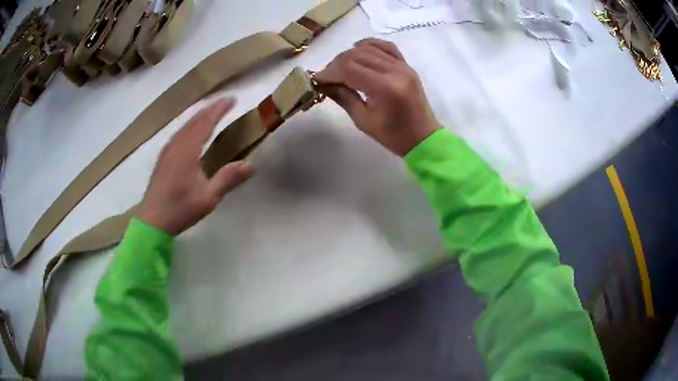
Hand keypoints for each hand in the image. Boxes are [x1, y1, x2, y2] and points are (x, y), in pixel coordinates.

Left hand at [138, 98, 254, 234]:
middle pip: (194, 120)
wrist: (152, 221)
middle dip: (210, 108)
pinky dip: (189, 126)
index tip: (233, 99)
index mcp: (188, 150)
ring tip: (211, 112)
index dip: (219, 109)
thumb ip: (228, 179)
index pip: (205, 122)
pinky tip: (190, 132)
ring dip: (199, 116)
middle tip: (225, 102)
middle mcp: (176, 145)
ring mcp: (167, 151)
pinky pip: (178, 133)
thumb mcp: (208, 198)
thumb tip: (251, 165)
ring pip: (184, 125)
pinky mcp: (163, 158)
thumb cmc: (180, 209)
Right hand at [315, 38, 439, 156]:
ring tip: (340, 68)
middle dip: (336, 64)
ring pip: (369, 48)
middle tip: (327, 77)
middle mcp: (395, 71)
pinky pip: (386, 46)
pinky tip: (358, 50)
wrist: (423, 137)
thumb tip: (322, 83)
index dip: (329, 72)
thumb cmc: (393, 135)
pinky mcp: (407, 65)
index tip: (316, 79)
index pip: (349, 68)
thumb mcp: (363, 120)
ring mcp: (403, 66)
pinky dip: (369, 45)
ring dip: (349, 55)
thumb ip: (343, 97)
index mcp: (385, 88)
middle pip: (356, 55)